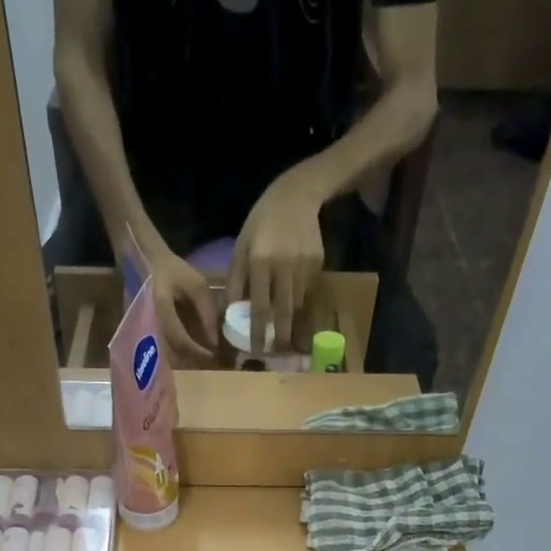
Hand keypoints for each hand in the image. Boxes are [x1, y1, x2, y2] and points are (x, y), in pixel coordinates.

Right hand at [146, 251, 221, 368]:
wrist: (144, 261)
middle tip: (207, 358)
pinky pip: (161, 345)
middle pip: (170, 351)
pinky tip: (187, 347)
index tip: (211, 354)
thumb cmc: (173, 270)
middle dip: (190, 358)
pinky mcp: (143, 329)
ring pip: (164, 352)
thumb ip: (207, 312)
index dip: (196, 350)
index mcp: (161, 307)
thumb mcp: (197, 285)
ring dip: (183, 356)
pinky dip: (176, 349)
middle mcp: (149, 320)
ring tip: (199, 354)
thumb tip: (214, 342)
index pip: (179, 338)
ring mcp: (144, 326)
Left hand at [229, 172, 325, 356]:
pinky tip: (293, 303)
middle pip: (284, 312)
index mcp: (260, 262)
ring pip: (298, 304)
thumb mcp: (240, 249)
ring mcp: (304, 265)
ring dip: (291, 321)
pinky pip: (308, 291)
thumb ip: (236, 282)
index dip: (258, 332)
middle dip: (280, 336)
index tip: (255, 350)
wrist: (295, 197)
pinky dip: (300, 301)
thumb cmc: (260, 225)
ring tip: (285, 335)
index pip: (260, 307)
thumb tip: (232, 313)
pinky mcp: (318, 264)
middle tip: (276, 353)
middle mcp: (284, 266)